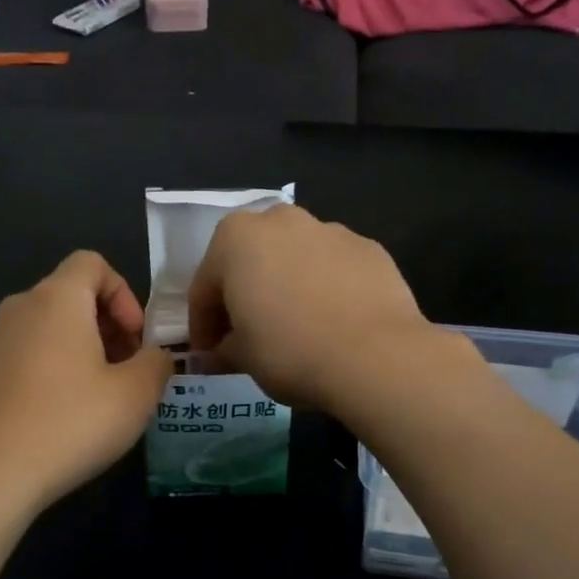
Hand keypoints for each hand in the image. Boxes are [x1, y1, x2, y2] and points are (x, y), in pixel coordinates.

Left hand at [0, 251, 174, 512]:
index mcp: (57, 298)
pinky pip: (27, 356)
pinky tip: (64, 416)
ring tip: (100, 397)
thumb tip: (156, 357)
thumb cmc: (71, 422)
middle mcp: (20, 309)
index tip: (136, 339)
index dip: (124, 294)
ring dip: (81, 350)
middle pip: (71, 295)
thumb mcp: (136, 394)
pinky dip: (52, 370)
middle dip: (107, 325)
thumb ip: (157, 364)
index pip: (93, 263)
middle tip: (127, 371)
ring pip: (48, 328)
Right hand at [188, 205, 440, 412]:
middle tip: (245, 336)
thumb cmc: (289, 350)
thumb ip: (222, 349)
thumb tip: (216, 355)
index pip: (205, 287)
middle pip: (250, 261)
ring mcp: (329, 230)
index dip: (202, 325)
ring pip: (293, 259)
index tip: (208, 353)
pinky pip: (331, 268)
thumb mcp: (242, 357)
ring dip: (284, 287)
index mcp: (235, 239)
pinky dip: (323, 289)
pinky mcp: (368, 248)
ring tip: (293, 328)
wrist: (375, 356)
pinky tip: (331, 322)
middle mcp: (280, 221)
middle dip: (242, 295)